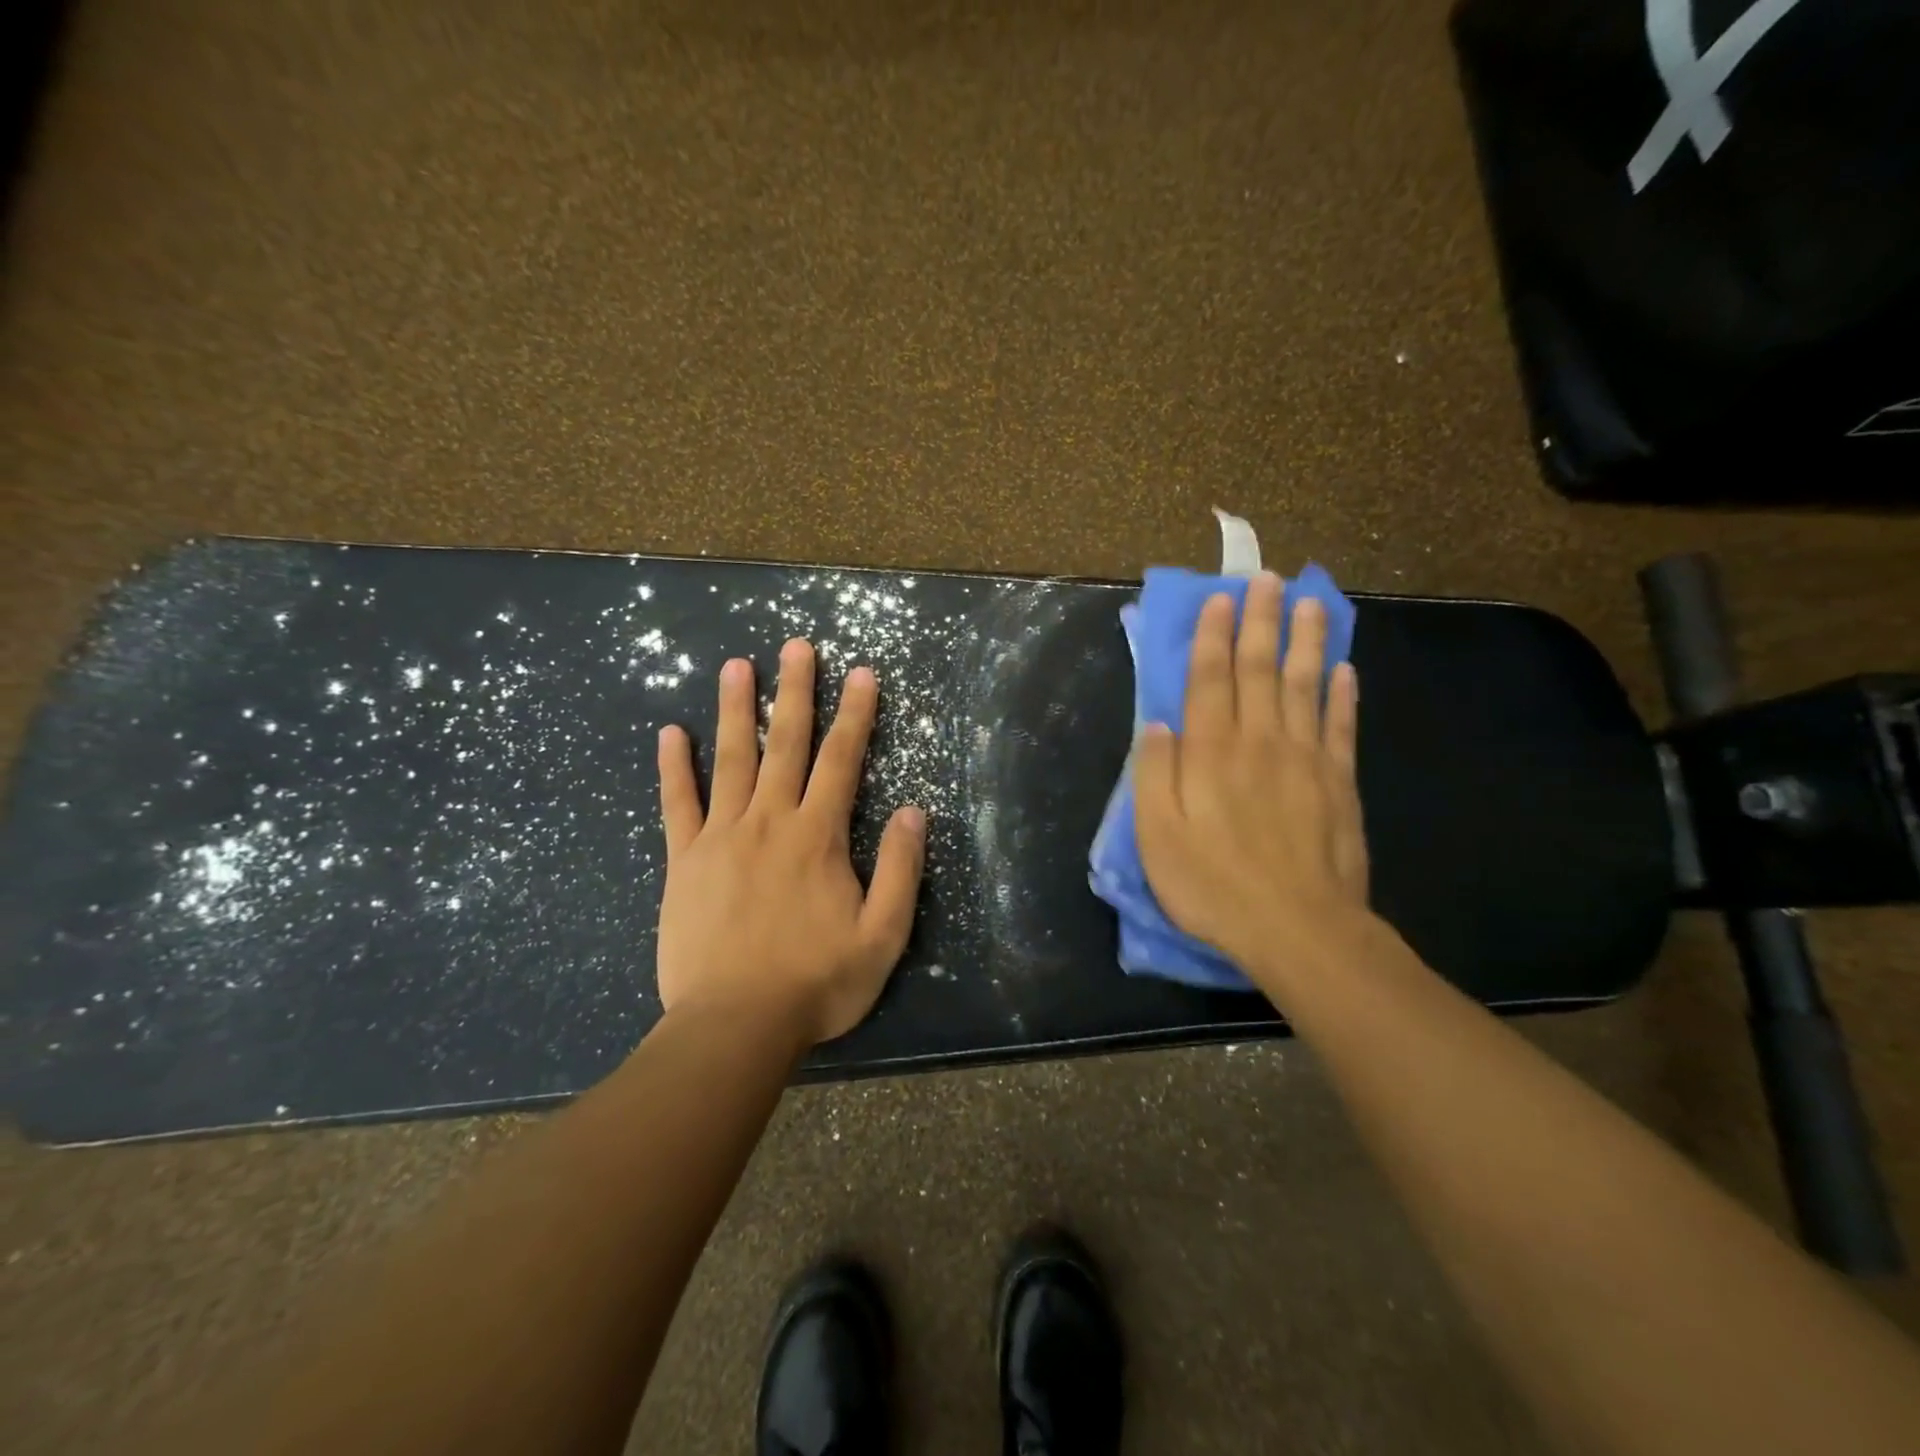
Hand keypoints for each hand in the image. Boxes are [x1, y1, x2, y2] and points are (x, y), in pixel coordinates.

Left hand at [655, 639, 925, 1046]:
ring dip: (737, 710)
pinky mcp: (684, 861)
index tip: (861, 673)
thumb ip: (901, 870)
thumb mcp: (883, 936)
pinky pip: (678, 804)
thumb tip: (914, 812)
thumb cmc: (817, 983)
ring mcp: (721, 837)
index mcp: (818, 836)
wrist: (734, 1026)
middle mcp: (770, 821)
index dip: (855, 714)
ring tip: (738, 665)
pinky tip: (671, 734)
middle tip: (797, 645)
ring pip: (731, 760)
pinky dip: (674, 767)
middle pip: (786, 744)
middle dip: (796, 691)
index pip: (842, 760)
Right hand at [1132, 573, 1371, 990]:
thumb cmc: (1214, 886)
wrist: (1300, 930)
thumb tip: (1157, 725)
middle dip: (1260, 621)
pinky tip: (1345, 669)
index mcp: (1211, 754)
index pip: (1209, 680)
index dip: (1212, 637)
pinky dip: (1343, 695)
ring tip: (1310, 603)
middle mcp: (1259, 742)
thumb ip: (1155, 776)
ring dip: (1306, 641)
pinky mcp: (1340, 783)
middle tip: (1267, 579)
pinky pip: (1341, 727)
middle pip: (1260, 670)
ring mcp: (1306, 760)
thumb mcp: (1158, 838)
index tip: (1219, 599)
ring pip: (1305, 685)